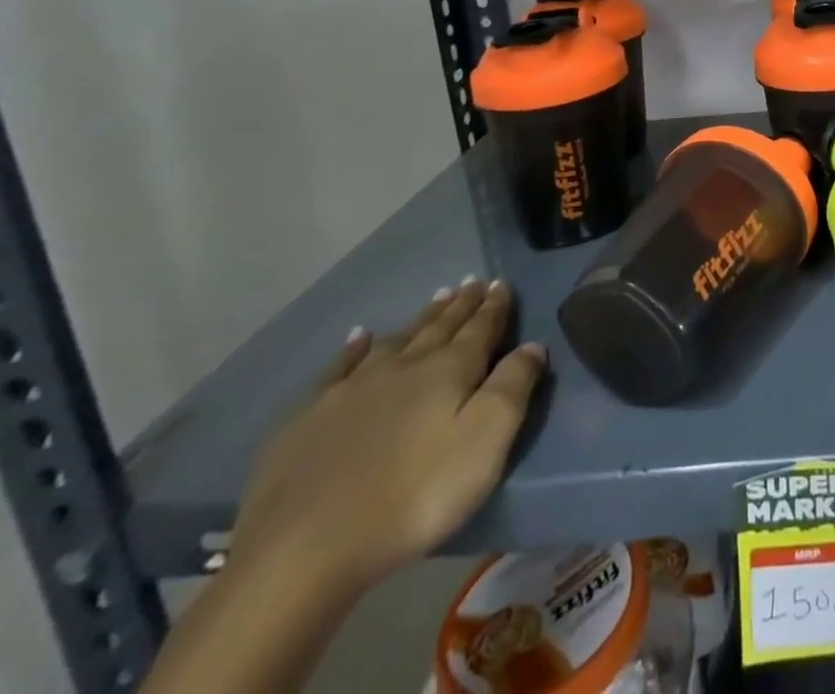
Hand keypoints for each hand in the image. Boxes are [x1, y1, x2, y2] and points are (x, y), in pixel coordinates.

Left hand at [228, 280, 547, 598]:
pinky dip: (353, 348)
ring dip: (420, 319)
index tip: (501, 283)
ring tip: (436, 298)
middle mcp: (403, 367)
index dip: (494, 307)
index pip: (480, 329)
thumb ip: (513, 387)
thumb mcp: (485, 442)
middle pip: (439, 328)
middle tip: (472, 283)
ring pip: (396, 340)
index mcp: (449, 371)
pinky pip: (338, 368)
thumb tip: (533, 344)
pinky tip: (358, 337)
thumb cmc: (414, 496)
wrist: (302, 551)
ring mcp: (351, 390)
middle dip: (460, 305)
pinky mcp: (307, 419)